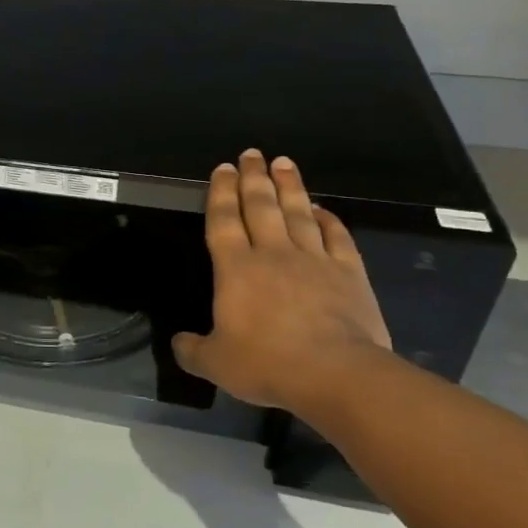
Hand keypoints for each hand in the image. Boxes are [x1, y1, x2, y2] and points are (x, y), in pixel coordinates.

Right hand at [172, 150, 391, 411]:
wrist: (336, 374)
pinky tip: (322, 209)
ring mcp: (314, 260)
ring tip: (284, 162)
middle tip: (252, 153)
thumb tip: (178, 343)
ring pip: (299, 212)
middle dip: (254, 177)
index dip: (221, 192)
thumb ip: (193, 350)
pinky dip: (328, 219)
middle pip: (261, 206)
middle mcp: (273, 253)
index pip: (224, 220)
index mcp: (236, 268)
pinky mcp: (349, 273)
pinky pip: (337, 236)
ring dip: (290, 186)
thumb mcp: (216, 364)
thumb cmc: (268, 364)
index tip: (223, 168)